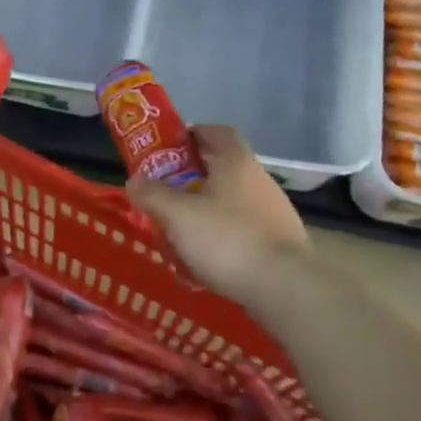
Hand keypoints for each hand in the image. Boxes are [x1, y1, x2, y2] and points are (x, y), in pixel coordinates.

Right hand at [126, 124, 308, 296]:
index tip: (168, 149)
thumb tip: (134, 180)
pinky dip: (221, 237)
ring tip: (179, 229)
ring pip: (231, 201)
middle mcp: (259, 180)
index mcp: (236, 162)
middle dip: (191, 177)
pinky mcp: (279, 243)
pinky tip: (204, 259)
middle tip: (164, 191)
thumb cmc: (227, 239)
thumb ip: (152, 194)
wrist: (286, 288)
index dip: (192, 134)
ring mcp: (273, 212)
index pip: (216, 132)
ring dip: (205, 209)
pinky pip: (242, 230)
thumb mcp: (177, 215)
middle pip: (221, 167)